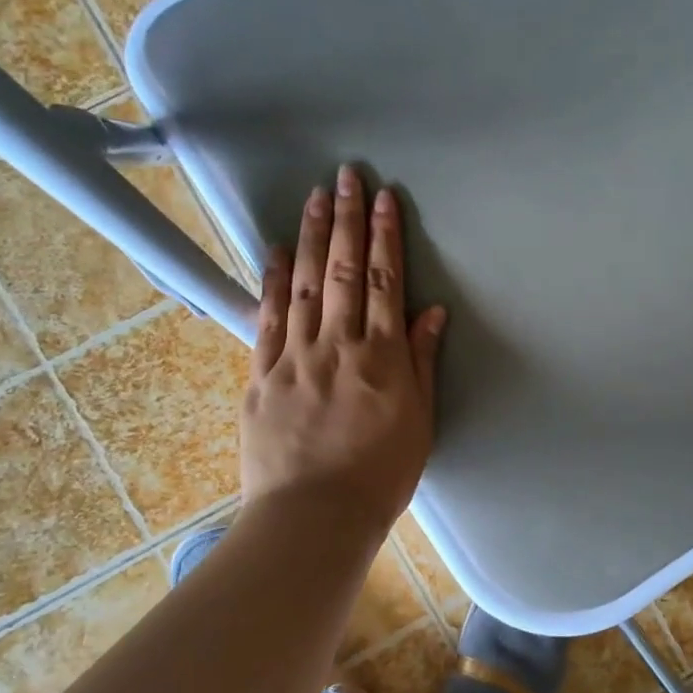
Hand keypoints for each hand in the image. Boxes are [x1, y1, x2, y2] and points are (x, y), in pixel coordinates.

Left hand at [239, 166, 446, 536]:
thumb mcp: (419, 421)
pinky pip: (266, 319)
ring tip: (313, 197)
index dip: (384, 237)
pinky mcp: (262, 376)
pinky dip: (270, 282)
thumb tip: (431, 312)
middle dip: (346, 219)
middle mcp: (337, 345)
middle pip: (341, 270)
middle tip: (345, 176)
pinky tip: (273, 251)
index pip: (383, 282)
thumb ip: (422, 362)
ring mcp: (294, 357)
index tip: (384, 198)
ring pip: (302, 284)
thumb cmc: (381, 475)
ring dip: (308, 236)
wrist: (314, 517)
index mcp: (381, 357)